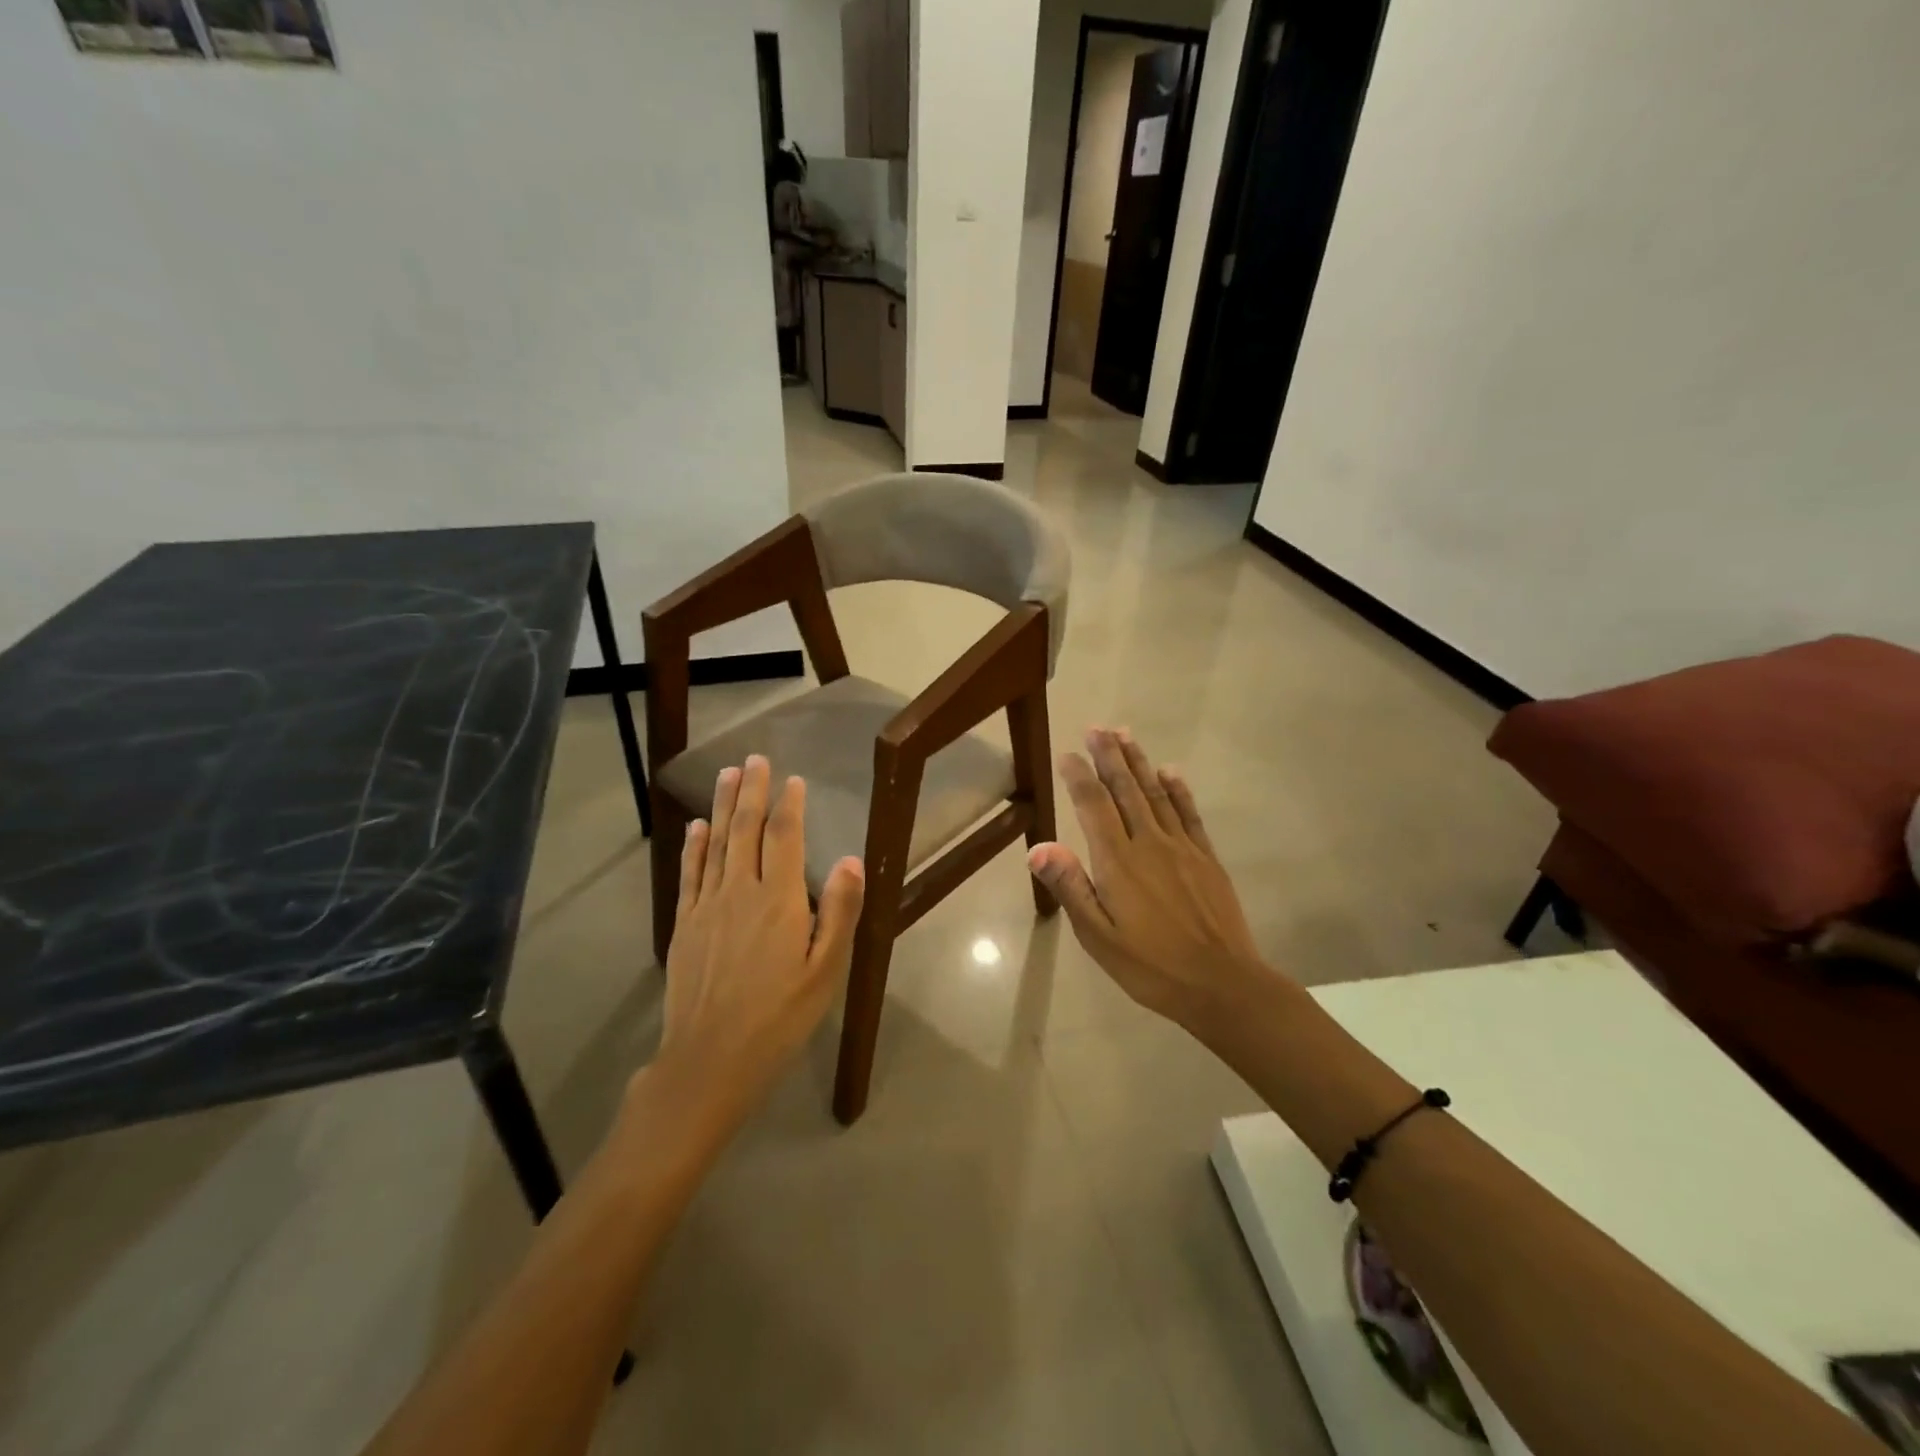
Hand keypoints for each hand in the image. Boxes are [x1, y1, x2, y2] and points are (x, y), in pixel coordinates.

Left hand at [652, 755, 864, 1131]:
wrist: (710, 1061)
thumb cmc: (779, 1017)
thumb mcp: (825, 972)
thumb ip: (839, 912)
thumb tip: (850, 859)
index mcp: (779, 900)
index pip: (784, 838)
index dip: (789, 805)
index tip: (793, 779)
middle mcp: (740, 891)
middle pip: (746, 830)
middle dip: (752, 791)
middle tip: (754, 759)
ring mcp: (707, 906)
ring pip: (716, 843)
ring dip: (723, 806)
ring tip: (728, 775)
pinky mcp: (685, 925)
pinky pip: (690, 873)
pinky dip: (694, 846)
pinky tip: (697, 827)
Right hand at [1028, 728, 1270, 1035]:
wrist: (1221, 984)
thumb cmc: (1151, 966)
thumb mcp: (1099, 937)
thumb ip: (1071, 888)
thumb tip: (1038, 847)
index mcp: (1118, 862)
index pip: (1094, 806)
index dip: (1079, 776)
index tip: (1068, 754)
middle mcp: (1149, 843)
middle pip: (1125, 790)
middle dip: (1109, 756)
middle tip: (1098, 728)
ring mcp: (1182, 848)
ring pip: (1156, 794)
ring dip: (1139, 762)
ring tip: (1125, 735)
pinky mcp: (1206, 858)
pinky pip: (1189, 814)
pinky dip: (1178, 789)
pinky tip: (1170, 772)